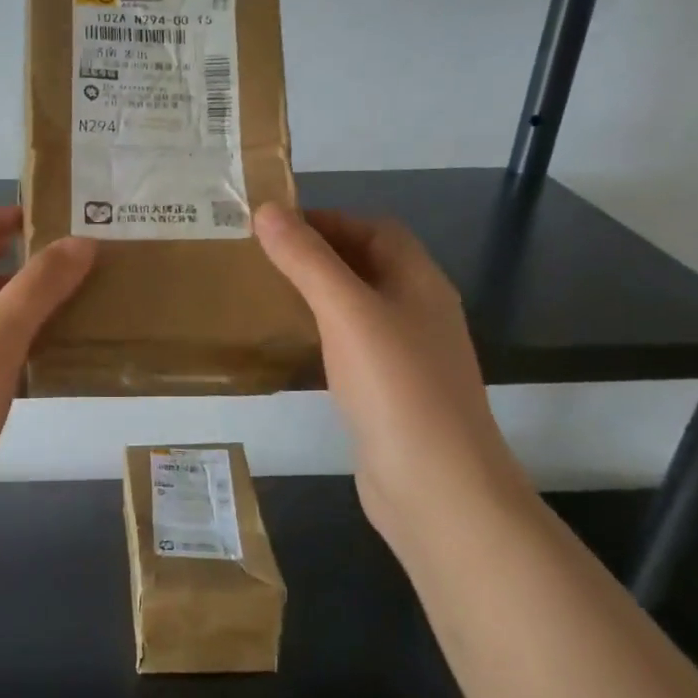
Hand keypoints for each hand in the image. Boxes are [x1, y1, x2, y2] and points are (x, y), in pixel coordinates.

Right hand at [254, 204, 524, 535]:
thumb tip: (267, 210)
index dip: (329, 220)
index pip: (376, 229)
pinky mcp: (390, 394)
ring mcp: (408, 357)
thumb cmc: (395, 386)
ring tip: (268, 295)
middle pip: (368, 266)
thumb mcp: (347, 312)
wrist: (436, 487)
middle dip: (318, 255)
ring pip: (359, 308)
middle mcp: (419, 312)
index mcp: (419, 282)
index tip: (275, 226)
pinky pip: (353, 348)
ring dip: (318, 295)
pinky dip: (323, 335)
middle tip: (262, 258)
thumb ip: (307, 260)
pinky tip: (294, 347)